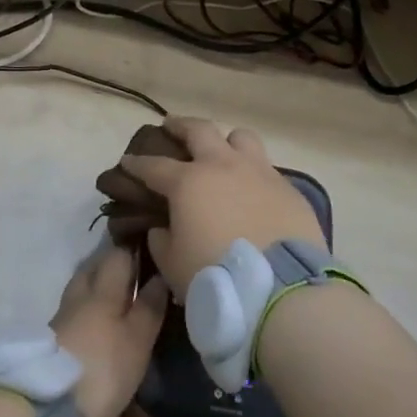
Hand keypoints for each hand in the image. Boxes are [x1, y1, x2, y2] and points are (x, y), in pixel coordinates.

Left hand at [50, 246, 167, 416]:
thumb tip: (160, 275)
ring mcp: (62, 319)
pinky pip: (73, 315)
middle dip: (112, 269)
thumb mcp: (137, 340)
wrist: (48, 406)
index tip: (150, 256)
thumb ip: (149, 307)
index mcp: (102, 289)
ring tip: (118, 306)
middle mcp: (79, 296)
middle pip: (93, 270)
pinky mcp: (52, 344)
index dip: (133, 251)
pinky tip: (97, 329)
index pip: (117, 255)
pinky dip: (86, 315)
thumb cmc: (102, 367)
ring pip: (81, 293)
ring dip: (98, 293)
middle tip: (134, 279)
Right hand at [118, 117, 322, 293]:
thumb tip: (162, 227)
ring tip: (221, 151)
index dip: (137, 163)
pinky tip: (253, 189)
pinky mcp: (288, 189)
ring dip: (226, 141)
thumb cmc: (216, 277)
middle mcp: (223, 166)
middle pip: (199, 130)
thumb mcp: (172, 264)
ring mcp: (260, 172)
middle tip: (171, 126)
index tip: (127, 161)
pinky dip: (254, 173)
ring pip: (240, 137)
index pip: (154, 166)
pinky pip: (267, 169)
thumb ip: (161, 240)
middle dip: (180, 126)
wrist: (280, 291)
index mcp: (189, 182)